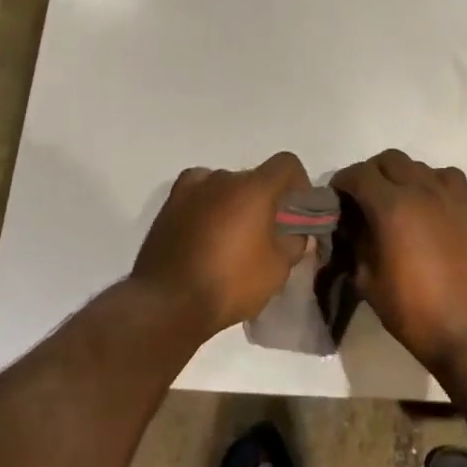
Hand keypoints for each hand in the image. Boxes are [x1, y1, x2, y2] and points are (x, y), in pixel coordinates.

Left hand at [133, 152, 311, 338]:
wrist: (167, 302)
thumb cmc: (230, 284)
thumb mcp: (276, 271)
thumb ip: (293, 244)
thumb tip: (295, 234)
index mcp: (254, 188)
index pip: (286, 164)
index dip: (298, 183)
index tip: (296, 211)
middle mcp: (223, 178)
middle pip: (254, 178)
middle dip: (265, 200)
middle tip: (266, 233)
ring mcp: (192, 188)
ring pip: (225, 186)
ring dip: (235, 202)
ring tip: (232, 237)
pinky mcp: (169, 204)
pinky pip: (198, 193)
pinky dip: (207, 204)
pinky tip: (206, 230)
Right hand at [331, 149, 466, 374]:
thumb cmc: (415, 312)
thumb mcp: (369, 282)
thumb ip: (355, 245)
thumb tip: (349, 227)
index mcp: (391, 206)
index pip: (358, 174)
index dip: (341, 183)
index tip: (334, 200)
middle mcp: (420, 190)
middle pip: (388, 160)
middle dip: (369, 174)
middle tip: (361, 200)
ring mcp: (448, 196)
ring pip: (417, 165)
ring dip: (399, 176)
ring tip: (393, 202)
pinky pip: (446, 176)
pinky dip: (430, 180)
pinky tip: (427, 203)